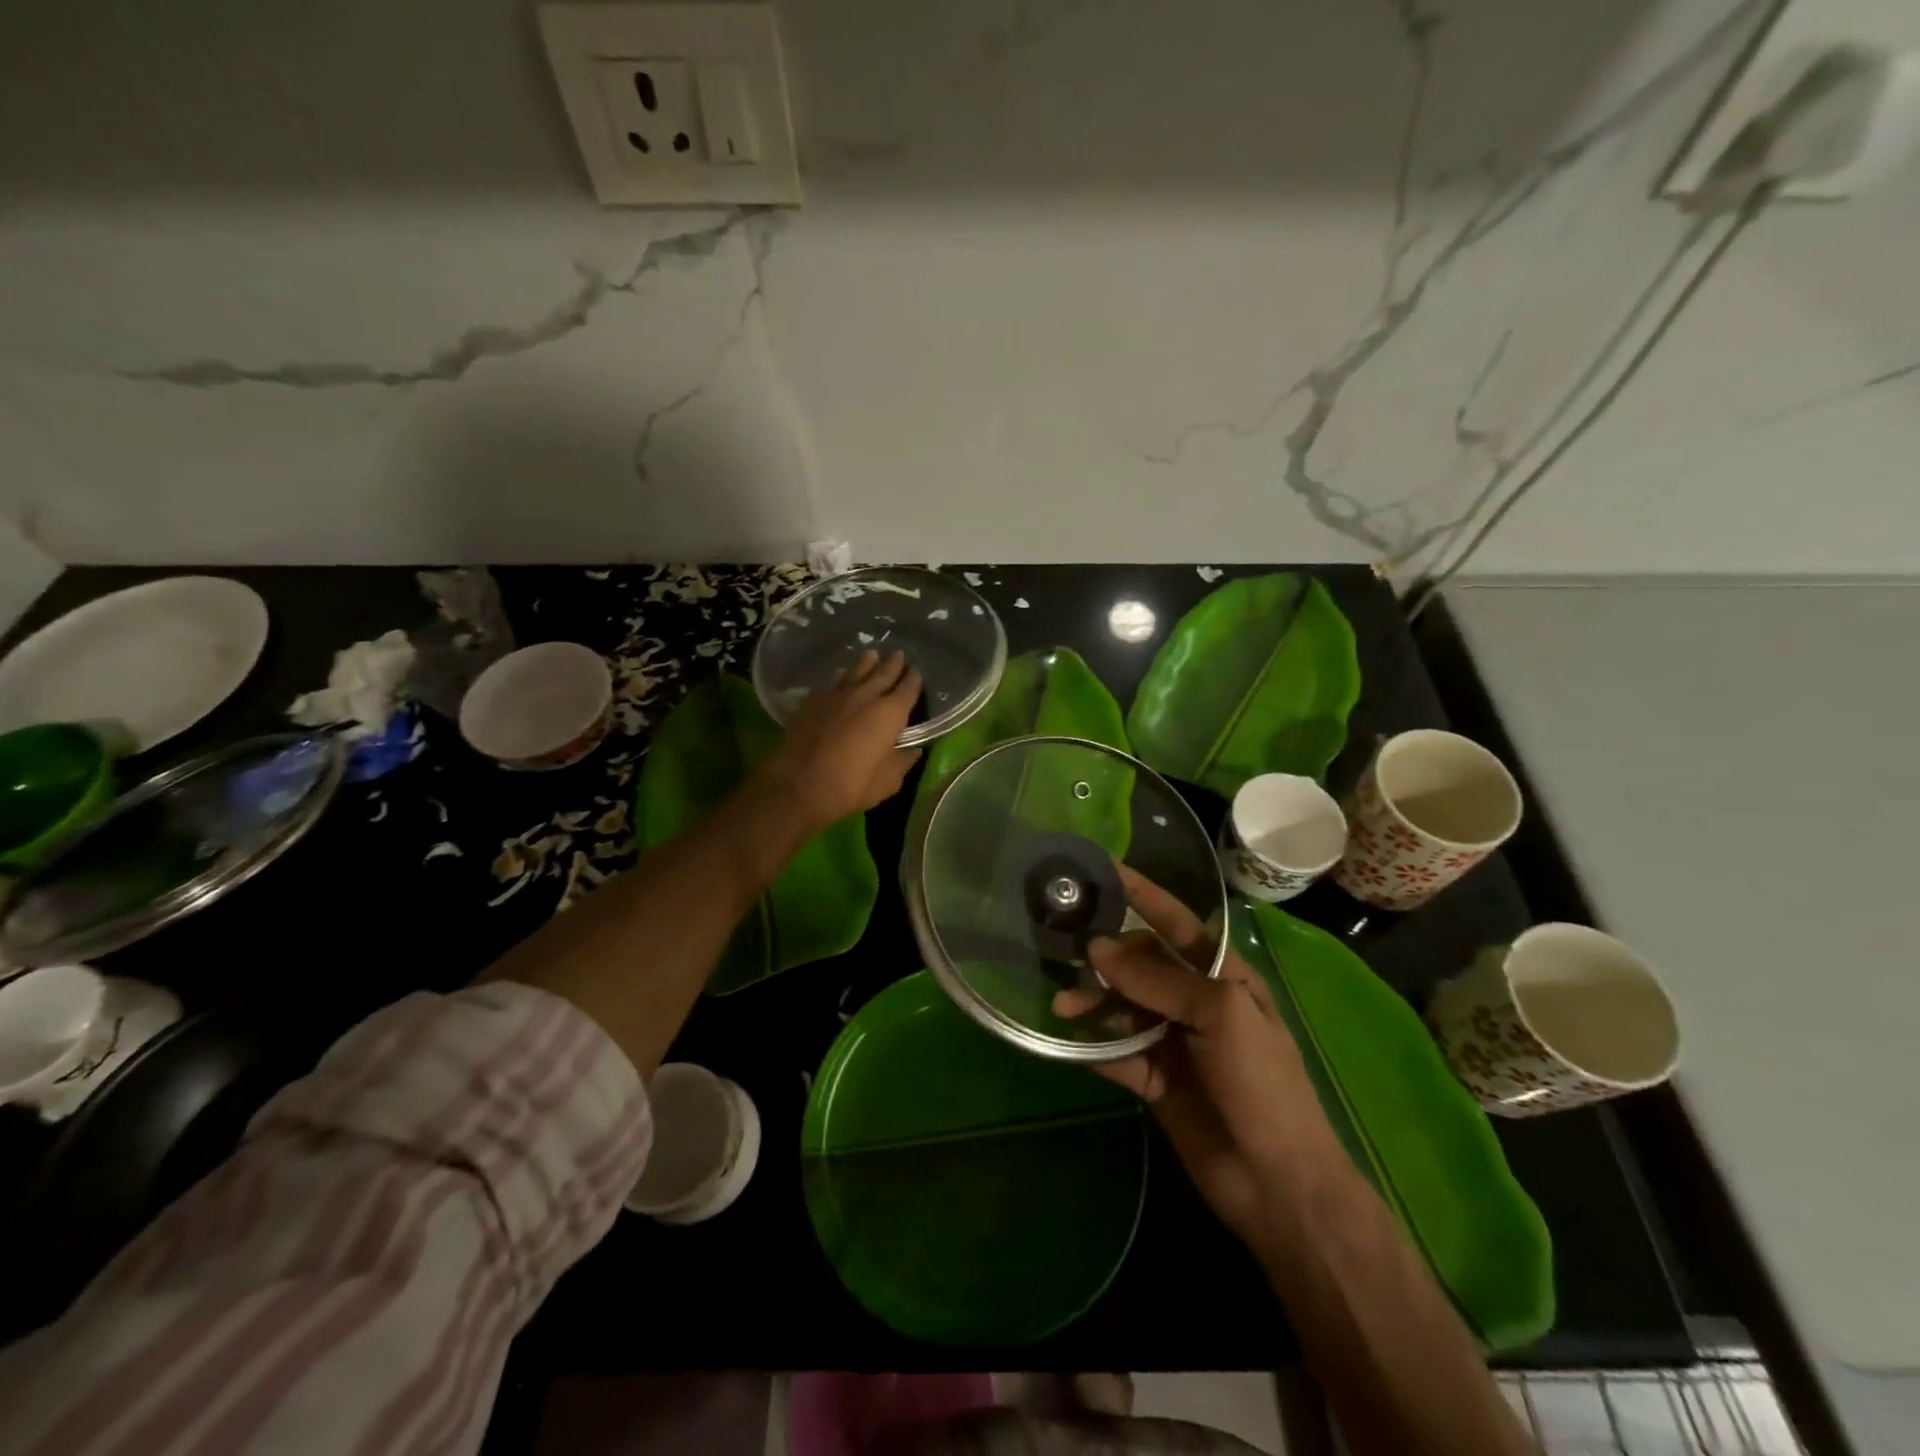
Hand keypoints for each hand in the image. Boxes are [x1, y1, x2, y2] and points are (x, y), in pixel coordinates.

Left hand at [759, 650, 921, 831]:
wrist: (798, 784)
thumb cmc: (850, 786)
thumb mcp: (886, 783)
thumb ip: (901, 763)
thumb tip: (913, 752)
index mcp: (890, 714)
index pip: (908, 690)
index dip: (913, 680)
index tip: (917, 672)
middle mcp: (866, 696)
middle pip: (883, 673)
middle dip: (893, 663)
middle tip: (899, 654)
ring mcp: (837, 695)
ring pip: (856, 671)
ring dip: (867, 662)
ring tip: (872, 654)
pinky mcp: (813, 700)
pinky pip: (831, 681)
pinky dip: (840, 675)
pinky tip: (840, 674)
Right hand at [1055, 867, 1335, 1248]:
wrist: (1276, 1182)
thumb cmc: (1260, 1082)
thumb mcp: (1220, 1014)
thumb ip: (1158, 979)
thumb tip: (1097, 948)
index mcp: (1221, 976)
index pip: (1176, 922)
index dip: (1142, 895)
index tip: (1102, 870)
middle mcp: (1194, 1001)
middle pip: (1140, 964)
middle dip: (1105, 955)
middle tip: (1063, 949)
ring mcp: (1172, 1041)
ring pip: (1121, 1007)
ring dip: (1092, 1003)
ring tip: (1061, 1007)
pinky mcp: (1152, 1079)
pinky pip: (1115, 1052)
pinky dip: (1092, 1045)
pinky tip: (1068, 1039)